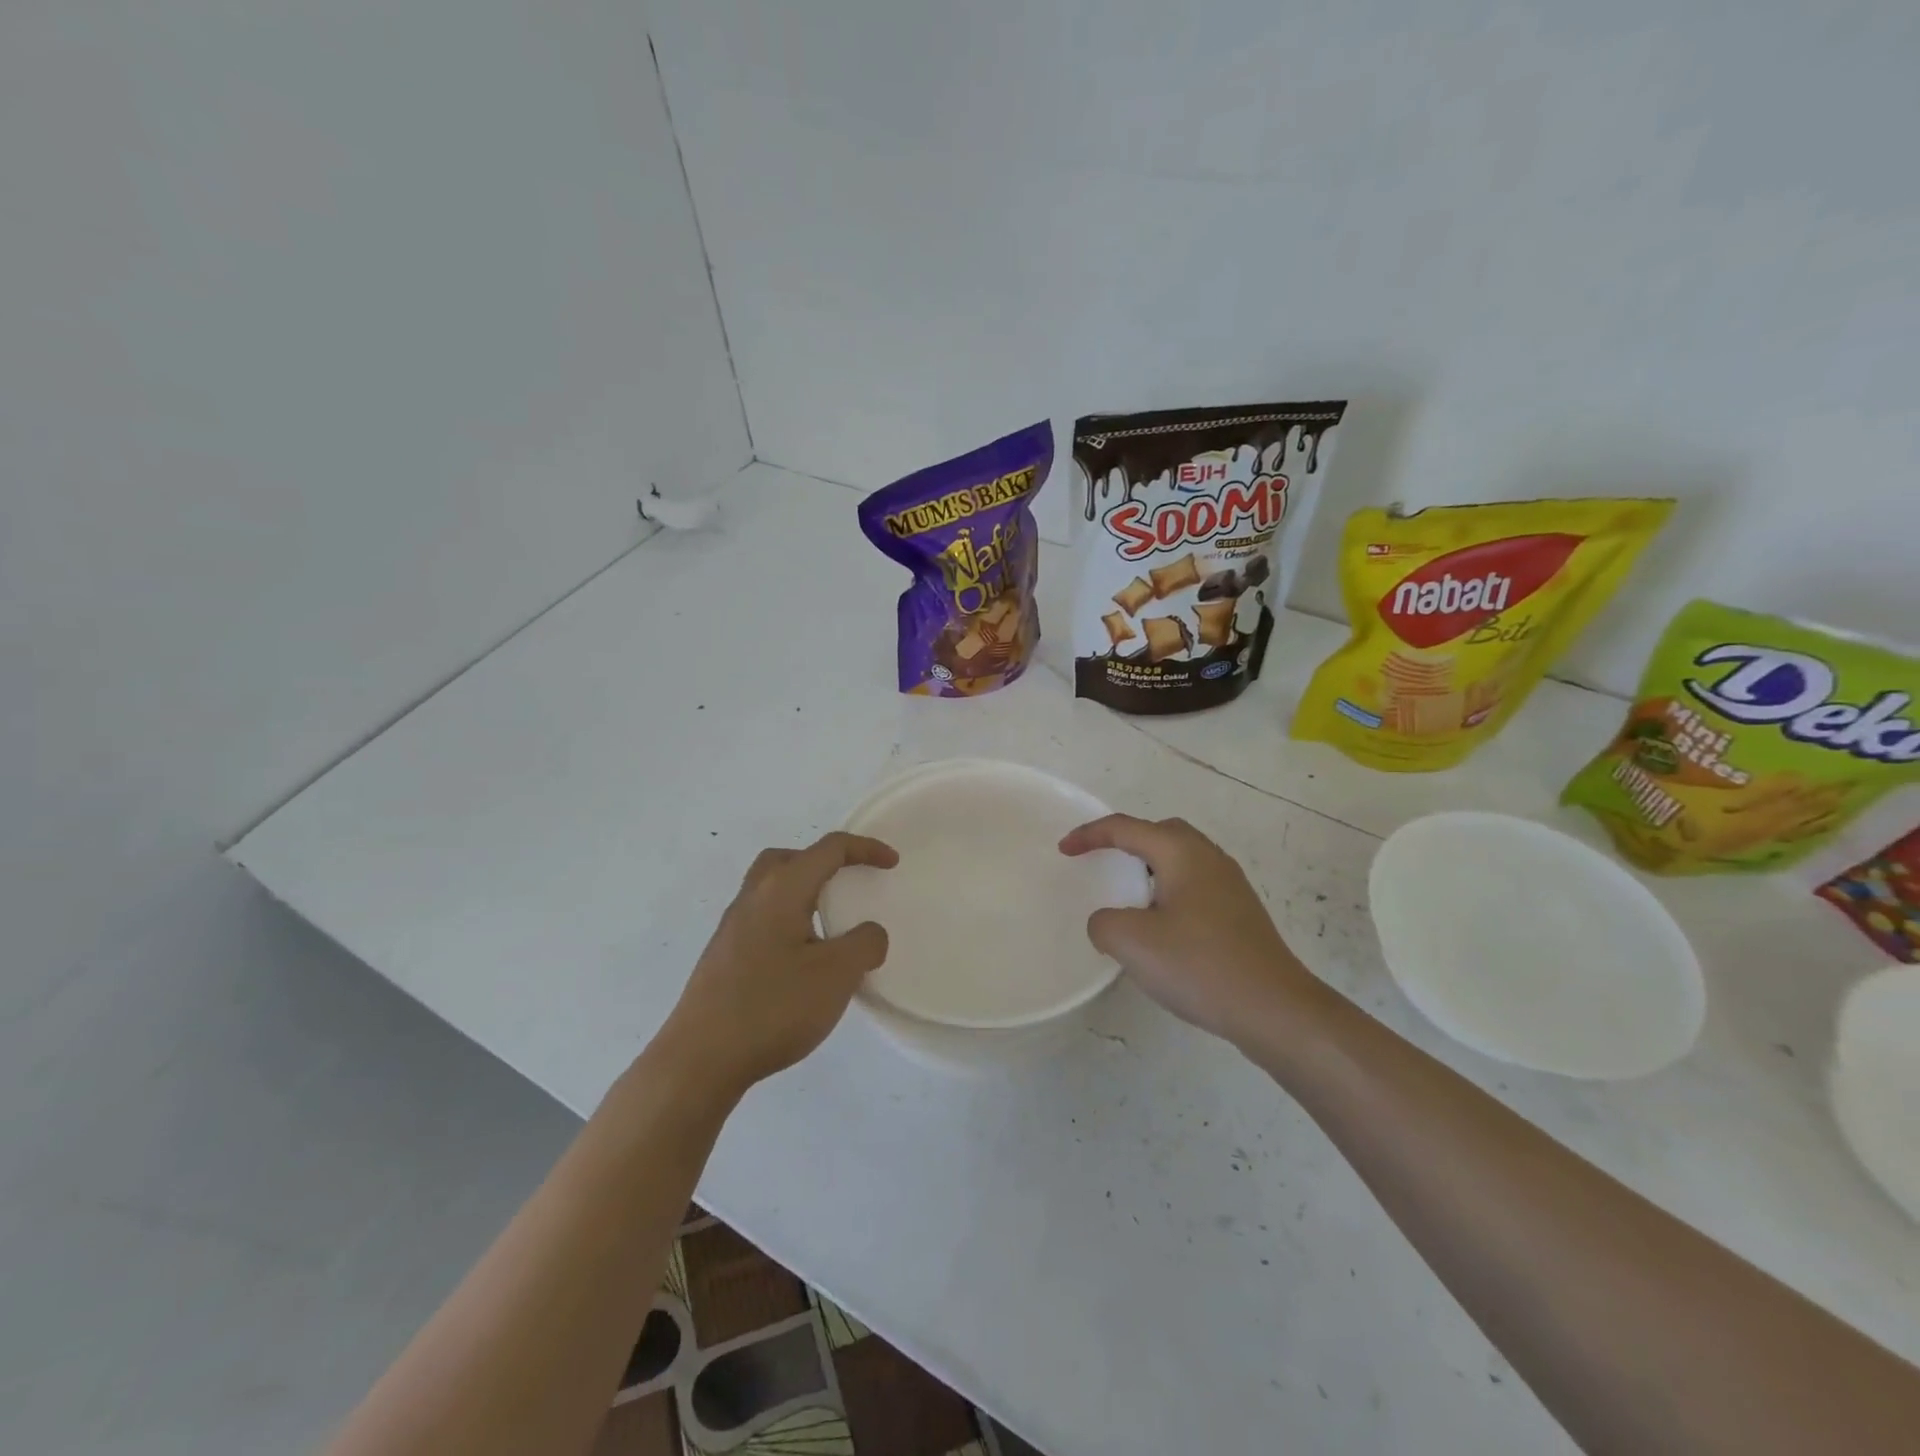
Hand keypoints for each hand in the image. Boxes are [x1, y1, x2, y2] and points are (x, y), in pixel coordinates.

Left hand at [663, 832, 895, 1094]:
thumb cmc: (774, 1007)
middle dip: (823, 861)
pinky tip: (801, 959)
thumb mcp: (837, 974)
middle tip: (847, 882)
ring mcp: (732, 928)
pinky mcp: (723, 956)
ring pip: (770, 888)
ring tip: (829, 924)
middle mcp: (752, 898)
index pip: (829, 849)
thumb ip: (864, 944)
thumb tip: (867, 933)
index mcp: (781, 890)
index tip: (892, 863)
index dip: (865, 849)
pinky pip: (762, 918)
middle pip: (789, 858)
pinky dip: (788, 919)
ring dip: (803, 892)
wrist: (700, 1059)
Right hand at [1059, 814, 1315, 1045]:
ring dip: (1150, 868)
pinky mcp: (1241, 915)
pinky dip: (1169, 892)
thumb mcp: (1132, 942)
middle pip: (1161, 833)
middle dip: (1127, 840)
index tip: (1064, 850)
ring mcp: (1231, 886)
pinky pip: (1195, 887)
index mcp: (1182, 853)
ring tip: (1128, 896)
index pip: (1126, 828)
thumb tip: (1108, 922)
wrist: (1275, 1009)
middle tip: (1102, 861)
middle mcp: (1210, 859)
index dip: (1090, 835)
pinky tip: (1162, 928)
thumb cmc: (1200, 966)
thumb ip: (1104, 923)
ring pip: (1182, 860)